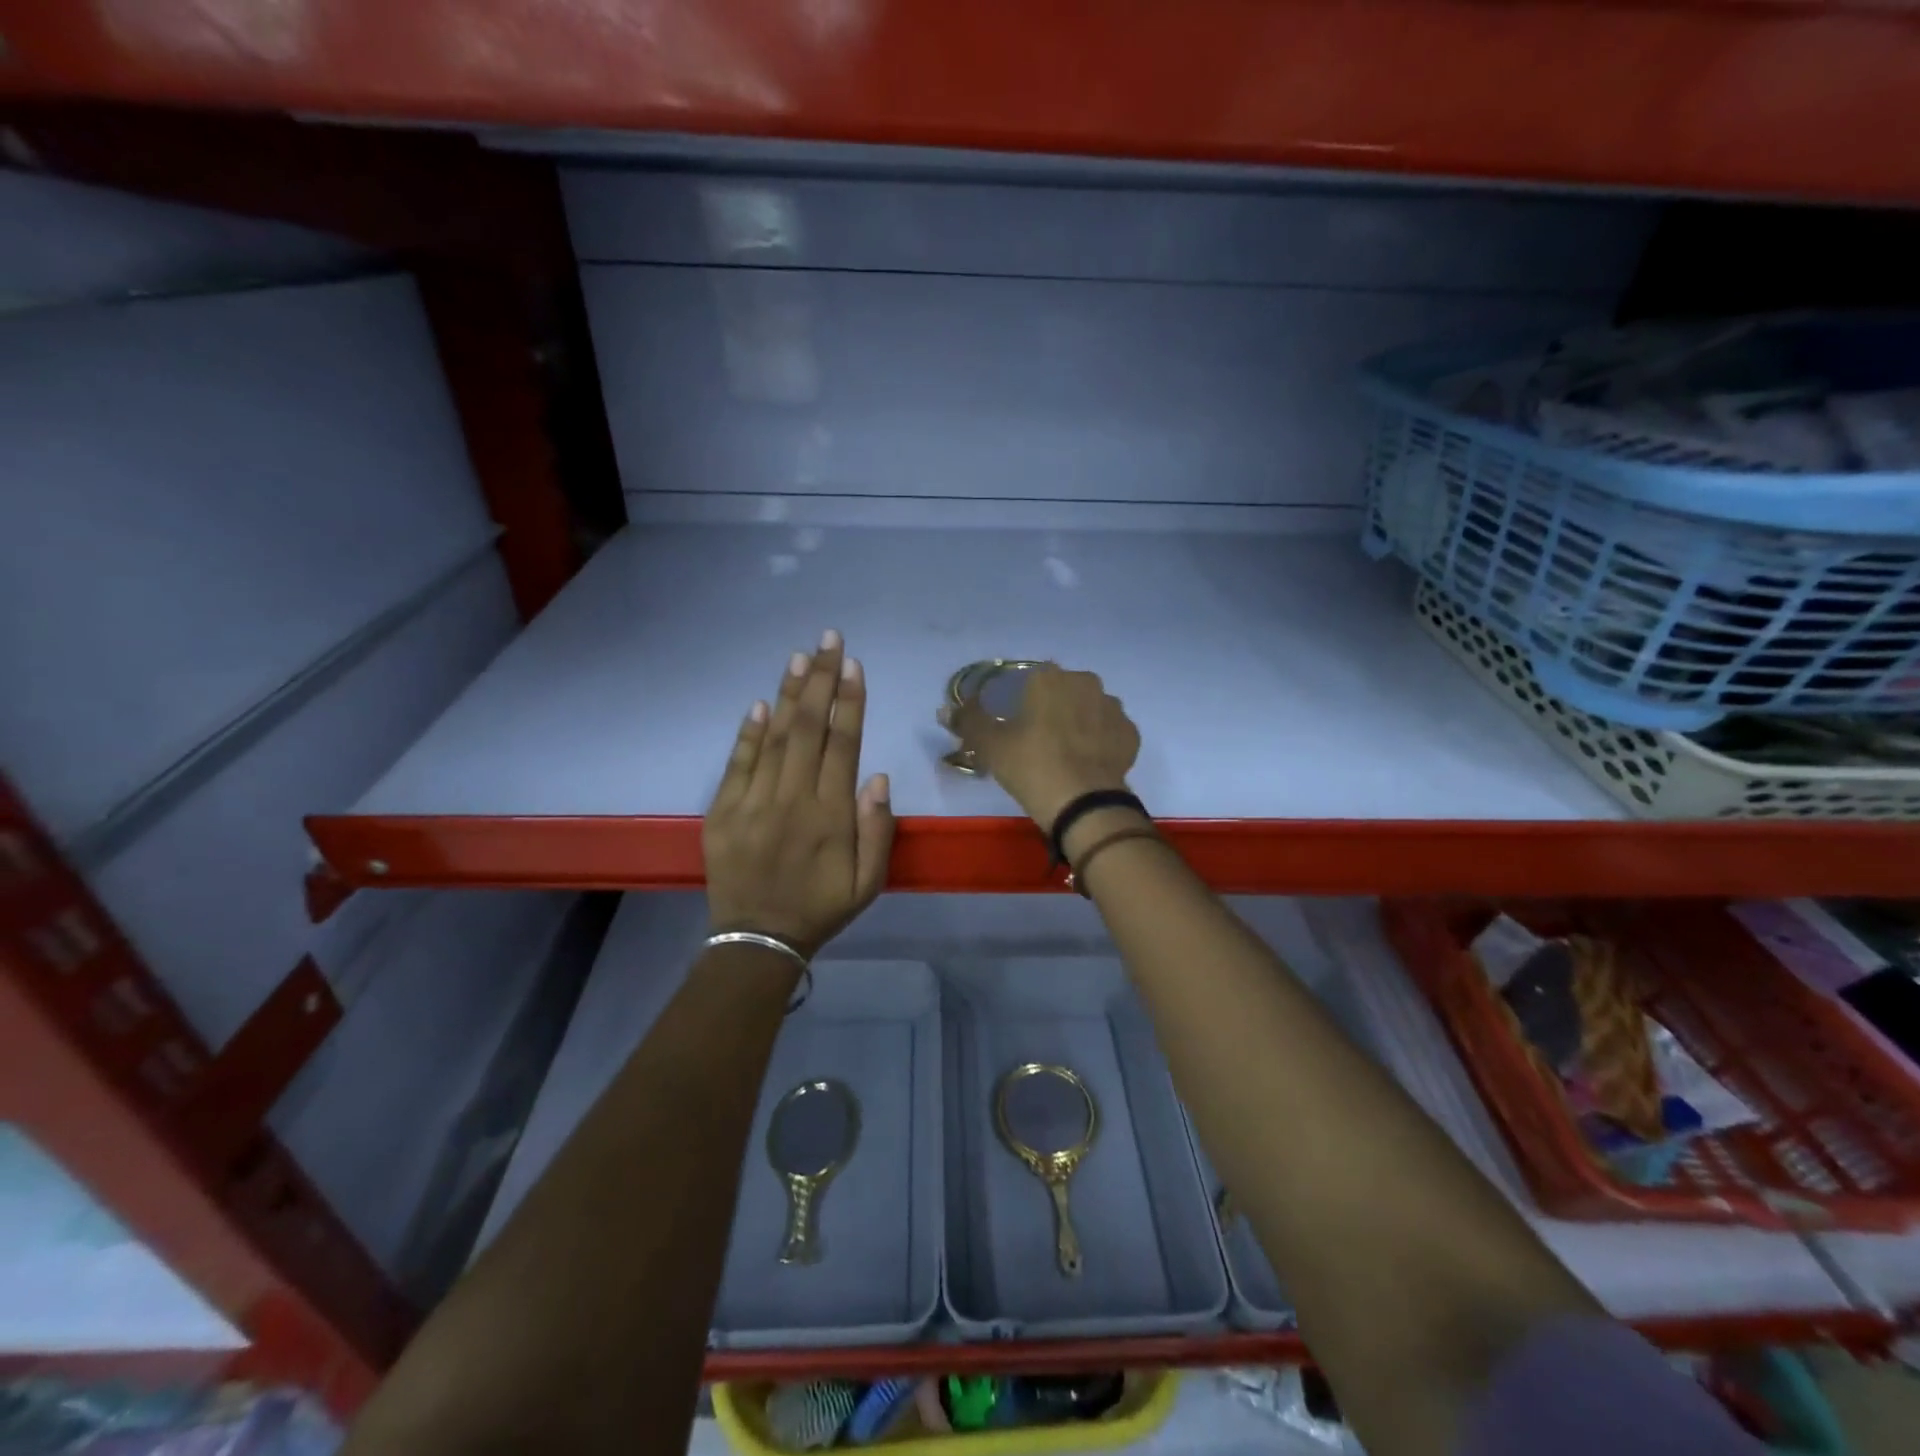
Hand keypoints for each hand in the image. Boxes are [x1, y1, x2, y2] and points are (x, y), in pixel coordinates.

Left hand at [704, 632, 895, 959]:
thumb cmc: (821, 908)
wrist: (757, 941)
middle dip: (821, 680)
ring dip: (789, 695)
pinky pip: (738, 764)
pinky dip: (749, 732)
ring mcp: (753, 803)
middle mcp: (792, 800)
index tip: (853, 665)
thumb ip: (877, 830)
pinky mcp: (723, 812)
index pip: (842, 745)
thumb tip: (876, 776)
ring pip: (774, 738)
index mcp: (830, 815)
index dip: (850, 702)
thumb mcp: (868, 883)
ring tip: (800, 657)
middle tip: (829, 640)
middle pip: (809, 729)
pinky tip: (762, 704)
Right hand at [944, 664, 1140, 830]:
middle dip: (1049, 708)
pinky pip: (1108, 731)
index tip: (1011, 724)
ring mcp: (1112, 707)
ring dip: (1076, 722)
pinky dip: (1098, 741)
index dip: (1017, 701)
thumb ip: (968, 721)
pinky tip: (1085, 762)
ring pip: (1087, 709)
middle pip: (1060, 691)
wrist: (1084, 805)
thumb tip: (945, 710)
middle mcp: (1085, 682)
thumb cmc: (1032, 766)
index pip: (1027, 680)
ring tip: (1062, 753)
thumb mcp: (990, 745)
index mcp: (1049, 678)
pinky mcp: (1130, 734)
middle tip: (1034, 740)